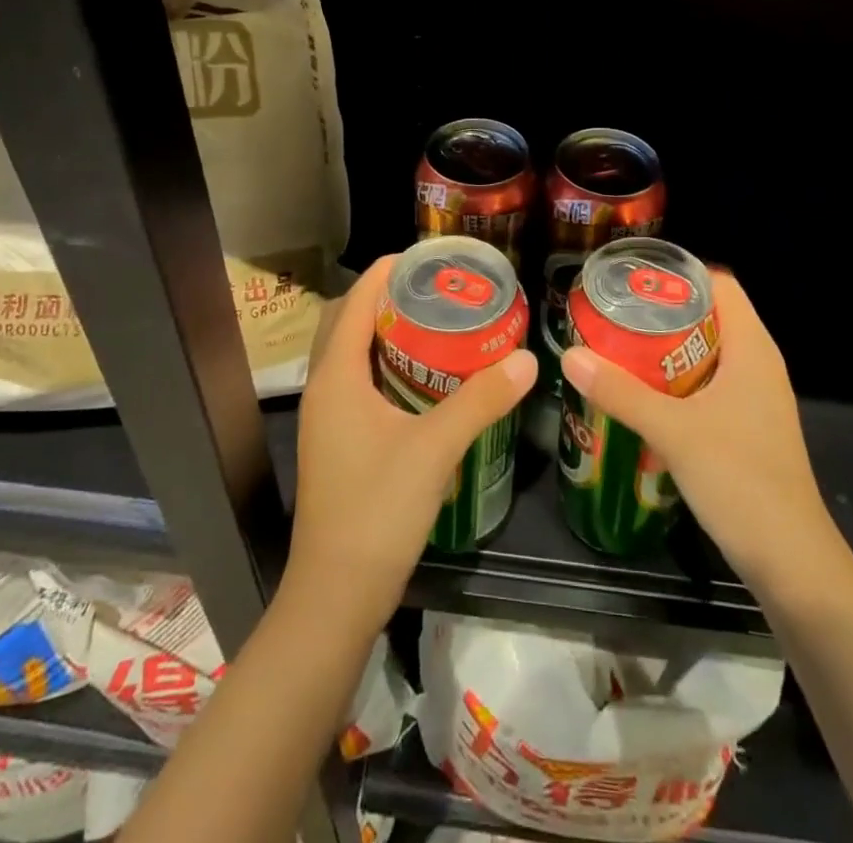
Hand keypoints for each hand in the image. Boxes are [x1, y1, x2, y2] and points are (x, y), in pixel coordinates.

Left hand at [287, 254, 536, 629]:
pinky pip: (359, 383)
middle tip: (439, 289)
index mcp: (337, 377)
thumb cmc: (377, 511)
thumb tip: (527, 359)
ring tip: (437, 322)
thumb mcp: (435, 449)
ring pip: (353, 355)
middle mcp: (326, 388)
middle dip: (388, 298)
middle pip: (349, 322)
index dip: (386, 272)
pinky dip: (387, 365)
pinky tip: (425, 378)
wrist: (336, 595)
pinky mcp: (338, 442)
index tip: (427, 257)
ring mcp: (329, 418)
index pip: (354, 302)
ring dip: (386, 332)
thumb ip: (481, 400)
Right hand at [560, 271, 841, 593]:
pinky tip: (643, 396)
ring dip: (667, 350)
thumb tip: (570, 355)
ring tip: (619, 348)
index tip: (633, 280)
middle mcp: (758, 365)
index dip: (680, 275)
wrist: (791, 561)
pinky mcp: (748, 429)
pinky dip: (677, 381)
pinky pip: (709, 386)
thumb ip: (620, 392)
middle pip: (710, 317)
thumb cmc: (740, 479)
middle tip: (614, 314)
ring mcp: (756, 400)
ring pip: (707, 354)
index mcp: (752, 349)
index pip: (720, 285)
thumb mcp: (672, 430)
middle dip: (663, 312)